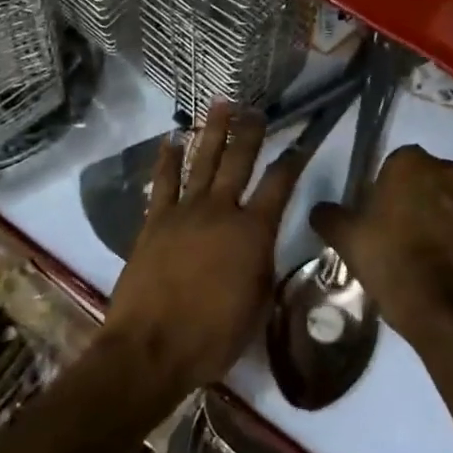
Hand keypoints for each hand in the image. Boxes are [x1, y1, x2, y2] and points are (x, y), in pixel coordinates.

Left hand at [100, 104, 309, 397]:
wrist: (152, 347)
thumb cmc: (213, 336)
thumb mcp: (258, 305)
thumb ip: (263, 266)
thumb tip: (262, 244)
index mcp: (253, 231)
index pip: (280, 185)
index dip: (293, 161)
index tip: (301, 142)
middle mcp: (221, 210)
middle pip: (239, 161)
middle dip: (251, 132)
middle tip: (257, 110)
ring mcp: (185, 211)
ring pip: (203, 160)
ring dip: (213, 131)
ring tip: (221, 105)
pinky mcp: (155, 220)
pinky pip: (164, 182)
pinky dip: (167, 159)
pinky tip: (170, 139)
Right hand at [310, 145, 452, 343]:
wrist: (430, 299)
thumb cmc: (385, 252)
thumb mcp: (343, 233)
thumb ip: (327, 214)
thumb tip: (321, 211)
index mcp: (411, 162)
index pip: (396, 159)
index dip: (384, 182)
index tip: (373, 206)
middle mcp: (444, 172)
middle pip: (423, 175)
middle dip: (410, 192)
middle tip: (389, 221)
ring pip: (443, 197)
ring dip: (431, 210)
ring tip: (410, 240)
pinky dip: (445, 233)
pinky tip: (427, 256)